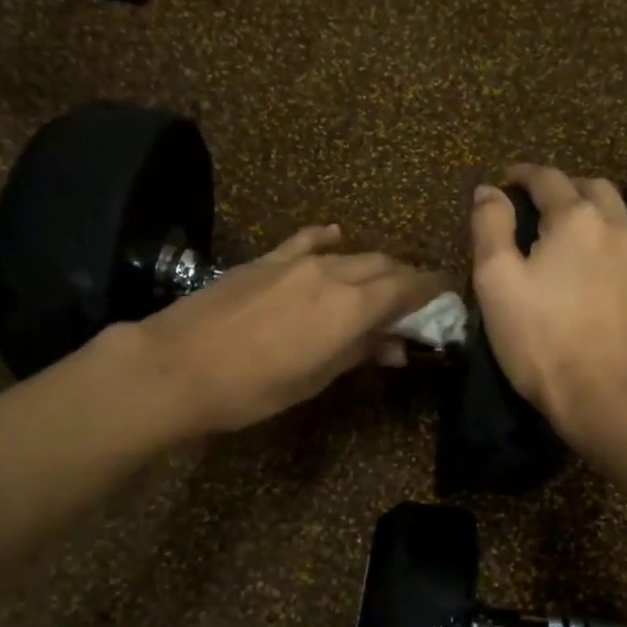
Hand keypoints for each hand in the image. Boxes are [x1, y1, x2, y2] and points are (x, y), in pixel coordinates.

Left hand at [132, 224, 443, 433]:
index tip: (447, 296)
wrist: (178, 365)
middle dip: (407, 280)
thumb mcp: (316, 378)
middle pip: (385, 265)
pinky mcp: (266, 259)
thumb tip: (395, 345)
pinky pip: (308, 241)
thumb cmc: (255, 388)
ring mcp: (297, 261)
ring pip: (352, 254)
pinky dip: (329, 241)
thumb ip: (360, 352)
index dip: (433, 290)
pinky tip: (335, 238)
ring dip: (374, 266)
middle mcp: (334, 272)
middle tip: (417, 300)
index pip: (409, 287)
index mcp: (353, 305)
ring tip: (381, 283)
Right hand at [470, 166, 626, 440]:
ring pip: (623, 228)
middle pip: (595, 191)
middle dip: (568, 191)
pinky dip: (618, 266)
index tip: (508, 180)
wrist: (608, 401)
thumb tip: (489, 190)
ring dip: (597, 227)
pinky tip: (605, 291)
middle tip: (545, 209)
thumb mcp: (496, 282)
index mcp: (577, 220)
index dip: (523, 174)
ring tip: (576, 250)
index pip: (548, 178)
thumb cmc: (541, 341)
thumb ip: (490, 227)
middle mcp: (621, 230)